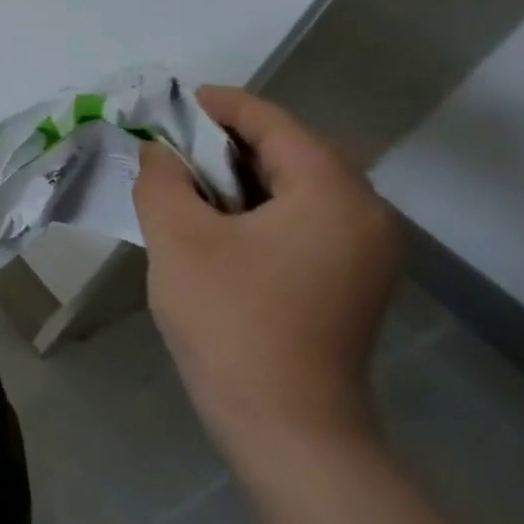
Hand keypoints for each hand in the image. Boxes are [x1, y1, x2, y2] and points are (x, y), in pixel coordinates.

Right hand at [133, 85, 403, 464]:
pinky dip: (258, 208)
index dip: (221, 106)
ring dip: (241, 176)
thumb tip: (157, 151)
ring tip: (184, 181)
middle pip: (293, 153)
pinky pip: (303, 220)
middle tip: (170, 145)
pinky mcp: (351, 281)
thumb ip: (162, 179)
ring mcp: (365, 252)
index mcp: (334, 195)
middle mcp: (366, 215)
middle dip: (228, 142)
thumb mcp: (178, 237)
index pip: (276, 125)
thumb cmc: (230, 318)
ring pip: (297, 188)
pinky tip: (215, 223)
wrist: (284, 421)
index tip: (173, 102)